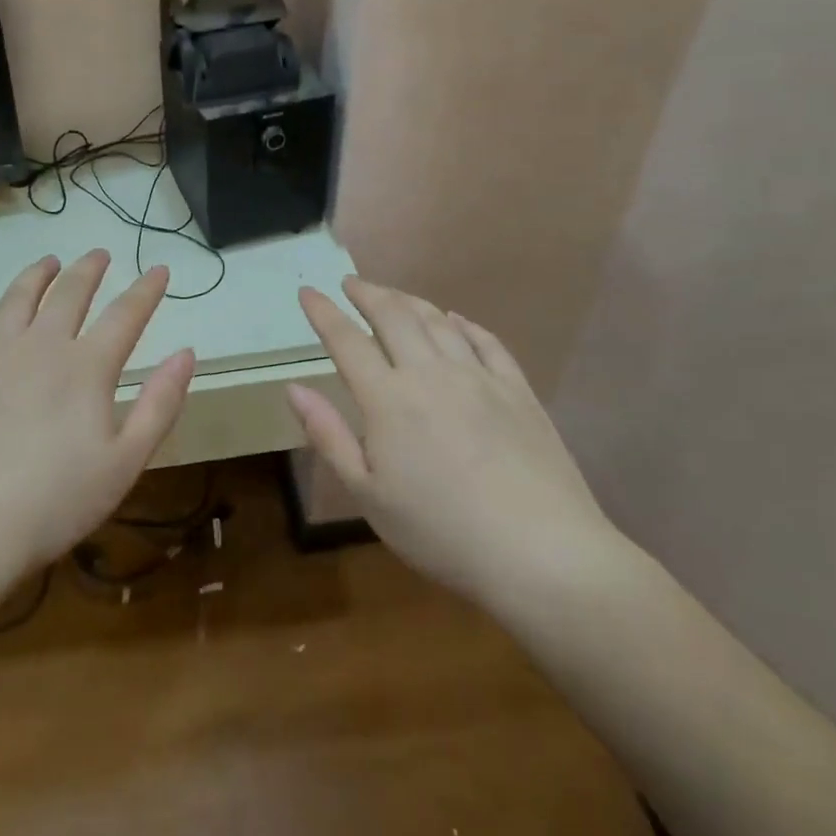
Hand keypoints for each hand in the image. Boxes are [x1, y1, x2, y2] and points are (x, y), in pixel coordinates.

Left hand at [0, 251, 195, 602]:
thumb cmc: (52, 503)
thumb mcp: (125, 462)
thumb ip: (160, 404)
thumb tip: (187, 353)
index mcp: (86, 367)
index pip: (126, 315)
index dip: (146, 290)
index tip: (159, 269)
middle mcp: (39, 346)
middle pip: (69, 293)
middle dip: (89, 270)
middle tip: (99, 254)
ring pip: (16, 299)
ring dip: (36, 275)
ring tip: (48, 261)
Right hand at [287, 276, 623, 607]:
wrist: (541, 552)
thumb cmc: (441, 532)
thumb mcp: (368, 495)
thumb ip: (329, 436)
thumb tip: (294, 388)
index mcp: (388, 399)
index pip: (347, 341)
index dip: (323, 312)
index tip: (307, 291)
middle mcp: (431, 373)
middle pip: (394, 316)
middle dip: (367, 293)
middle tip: (350, 283)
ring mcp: (479, 378)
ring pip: (437, 321)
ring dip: (409, 300)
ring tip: (392, 294)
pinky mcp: (518, 391)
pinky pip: (486, 341)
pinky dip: (463, 324)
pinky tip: (455, 320)